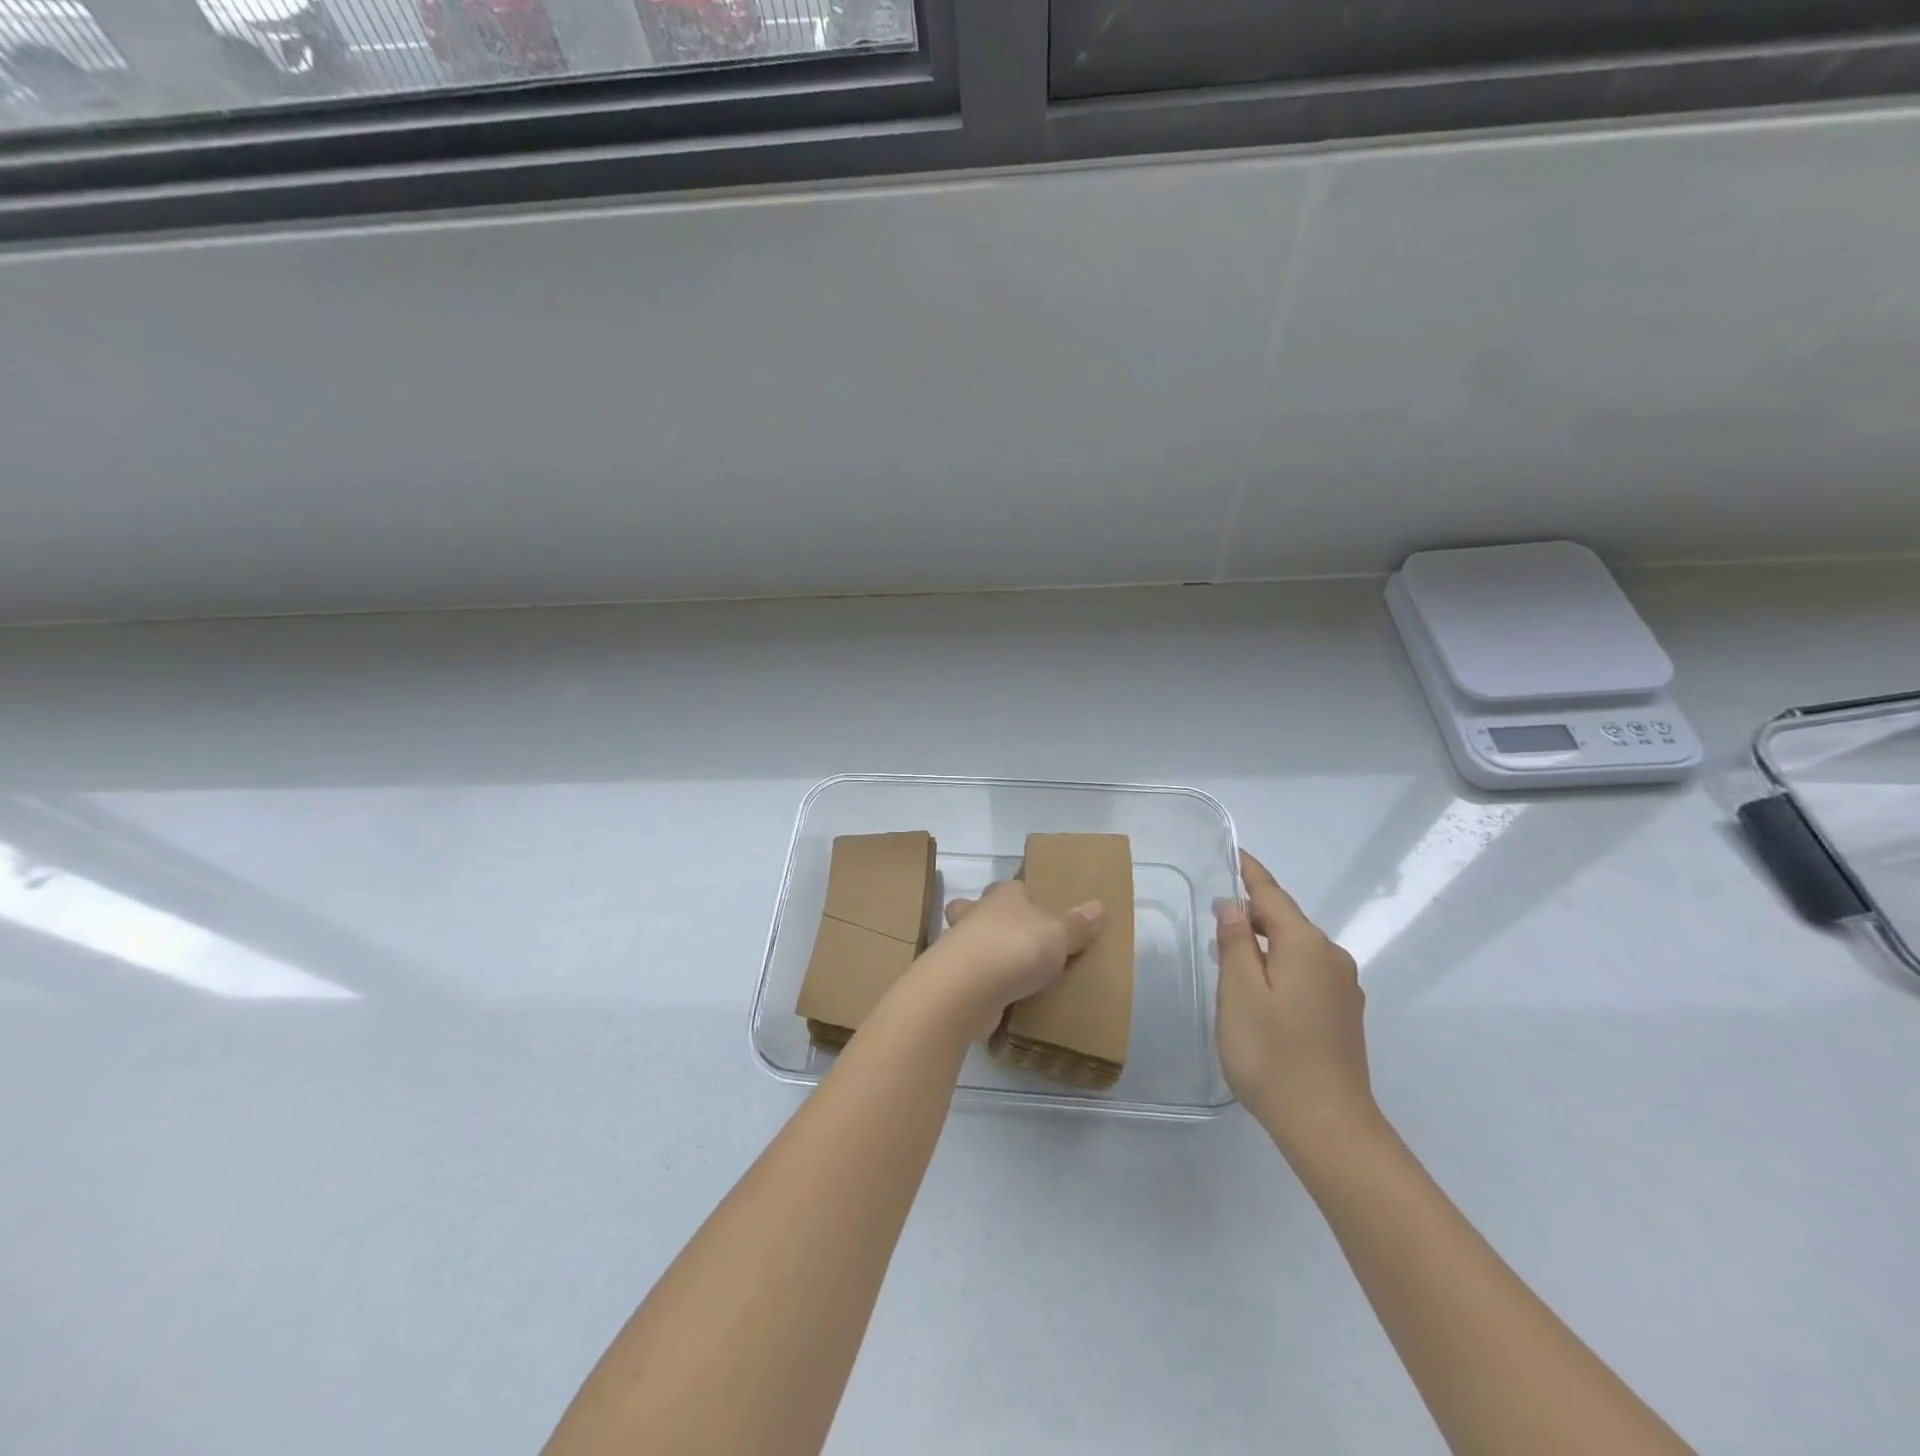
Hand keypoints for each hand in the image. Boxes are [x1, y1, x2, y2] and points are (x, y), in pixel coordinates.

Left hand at [920, 881, 1104, 1038]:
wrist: (966, 988)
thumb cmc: (1015, 946)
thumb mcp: (1058, 934)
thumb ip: (1077, 924)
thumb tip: (1098, 906)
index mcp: (1002, 895)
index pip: (1012, 887)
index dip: (1021, 895)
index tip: (1035, 908)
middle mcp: (976, 915)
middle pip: (977, 910)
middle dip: (986, 919)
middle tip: (1011, 939)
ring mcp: (959, 948)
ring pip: (969, 944)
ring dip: (983, 955)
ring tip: (1008, 973)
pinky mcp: (954, 981)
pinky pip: (971, 978)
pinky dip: (982, 986)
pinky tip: (1000, 999)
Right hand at [1215, 850, 1374, 1154]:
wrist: (1328, 1126)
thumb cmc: (1273, 1054)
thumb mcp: (1239, 993)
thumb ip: (1236, 943)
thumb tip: (1234, 906)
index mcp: (1306, 945)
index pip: (1272, 895)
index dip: (1250, 873)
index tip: (1234, 852)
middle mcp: (1332, 958)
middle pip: (1287, 921)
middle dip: (1254, 915)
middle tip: (1215, 923)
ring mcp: (1344, 988)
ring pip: (1297, 949)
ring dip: (1266, 945)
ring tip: (1231, 959)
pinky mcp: (1344, 1014)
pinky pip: (1307, 972)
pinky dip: (1281, 967)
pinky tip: (1261, 992)